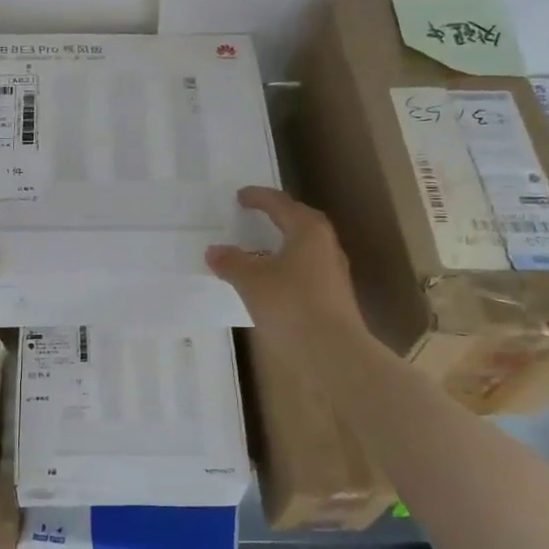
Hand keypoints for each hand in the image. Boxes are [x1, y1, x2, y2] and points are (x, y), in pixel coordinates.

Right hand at [207, 187, 365, 353]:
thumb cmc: (291, 304)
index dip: (259, 198)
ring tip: (262, 250)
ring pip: (306, 248)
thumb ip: (232, 262)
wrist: (333, 352)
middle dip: (279, 216)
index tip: (241, 196)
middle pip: (300, 222)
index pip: (281, 204)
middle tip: (258, 215)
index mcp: (308, 230)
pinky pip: (307, 271)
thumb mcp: (251, 281)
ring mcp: (334, 273)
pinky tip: (273, 282)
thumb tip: (214, 251)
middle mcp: (326, 246)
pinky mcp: (334, 297)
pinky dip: (288, 268)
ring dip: (284, 244)